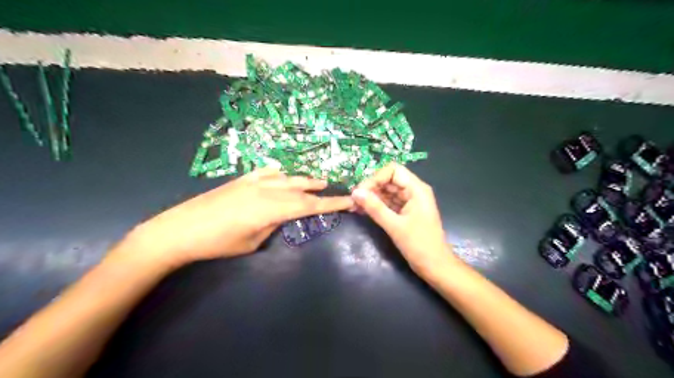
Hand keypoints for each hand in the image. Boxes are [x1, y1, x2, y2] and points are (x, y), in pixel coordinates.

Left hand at [111, 167, 353, 267]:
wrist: (179, 230)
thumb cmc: (217, 243)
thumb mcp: (252, 241)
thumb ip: (273, 224)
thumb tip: (283, 215)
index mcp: (272, 209)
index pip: (309, 205)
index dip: (331, 204)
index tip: (349, 201)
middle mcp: (266, 190)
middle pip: (301, 189)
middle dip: (321, 191)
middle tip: (337, 192)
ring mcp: (253, 182)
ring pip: (287, 178)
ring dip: (304, 180)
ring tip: (318, 181)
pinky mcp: (241, 180)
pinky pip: (266, 172)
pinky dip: (279, 173)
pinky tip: (283, 173)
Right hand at [350, 163, 454, 274]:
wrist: (435, 266)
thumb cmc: (419, 245)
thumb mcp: (395, 226)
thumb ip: (375, 208)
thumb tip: (355, 192)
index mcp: (416, 189)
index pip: (393, 170)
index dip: (375, 178)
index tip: (361, 192)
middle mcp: (413, 191)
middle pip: (389, 180)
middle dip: (371, 187)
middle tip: (354, 200)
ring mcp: (409, 201)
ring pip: (387, 191)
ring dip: (371, 197)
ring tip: (354, 206)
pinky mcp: (405, 212)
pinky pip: (388, 203)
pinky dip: (376, 205)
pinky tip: (362, 211)